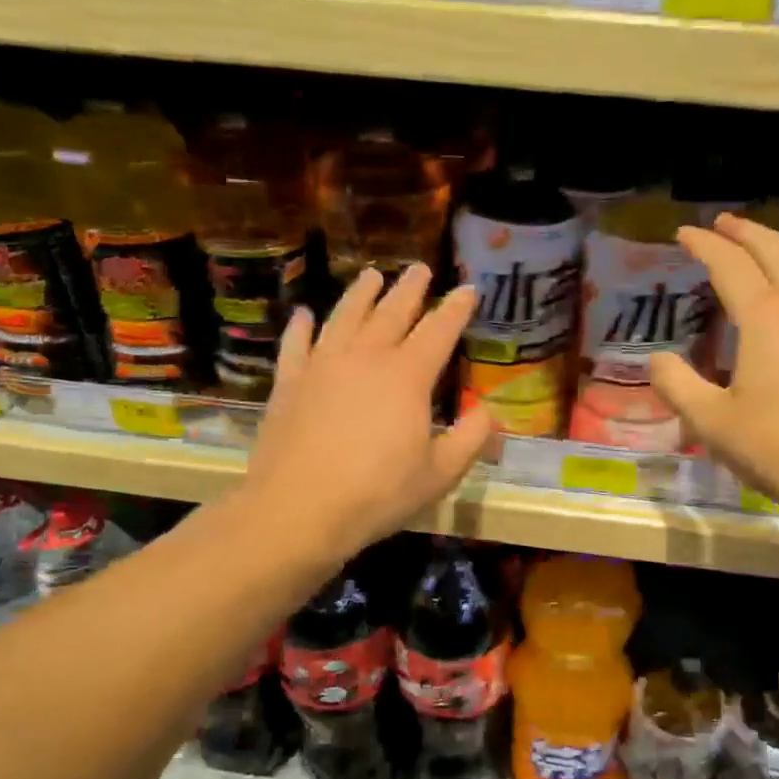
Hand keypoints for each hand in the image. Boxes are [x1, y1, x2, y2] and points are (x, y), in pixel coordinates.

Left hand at [239, 265, 492, 563]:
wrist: (299, 510)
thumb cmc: (378, 494)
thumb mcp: (440, 474)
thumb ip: (470, 439)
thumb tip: (488, 412)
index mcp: (408, 376)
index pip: (439, 330)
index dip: (456, 308)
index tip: (468, 289)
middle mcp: (366, 358)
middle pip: (392, 312)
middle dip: (410, 289)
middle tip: (420, 268)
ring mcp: (323, 365)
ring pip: (345, 316)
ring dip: (361, 293)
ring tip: (372, 274)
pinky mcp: (289, 382)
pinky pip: (296, 343)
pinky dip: (301, 326)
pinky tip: (304, 314)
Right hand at [649, 213, 778, 523]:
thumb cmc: (776, 449)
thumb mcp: (711, 422)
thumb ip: (677, 385)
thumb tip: (657, 360)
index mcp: (766, 319)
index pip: (730, 264)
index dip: (705, 245)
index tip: (685, 234)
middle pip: (776, 250)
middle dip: (746, 231)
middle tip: (722, 224)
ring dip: (778, 250)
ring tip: (758, 253)